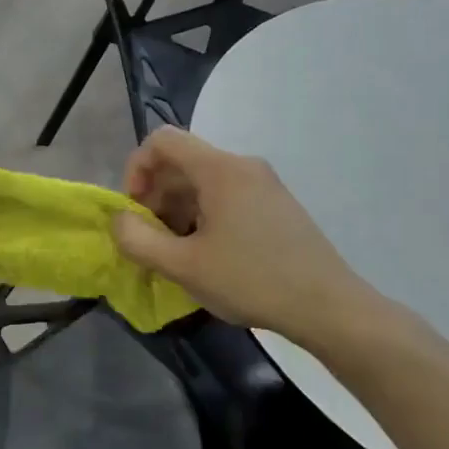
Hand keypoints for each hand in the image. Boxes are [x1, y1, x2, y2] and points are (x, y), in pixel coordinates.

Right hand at [112, 126, 385, 353]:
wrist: (329, 307)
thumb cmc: (252, 281)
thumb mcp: (183, 266)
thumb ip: (138, 240)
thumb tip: (119, 220)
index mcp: (220, 169)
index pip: (162, 140)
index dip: (136, 168)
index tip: (135, 209)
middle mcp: (242, 165)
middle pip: (182, 160)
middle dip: (156, 194)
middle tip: (152, 237)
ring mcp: (264, 183)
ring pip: (203, 180)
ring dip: (178, 208)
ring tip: (178, 250)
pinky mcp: (276, 203)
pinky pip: (226, 194)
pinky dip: (203, 214)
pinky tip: (207, 253)